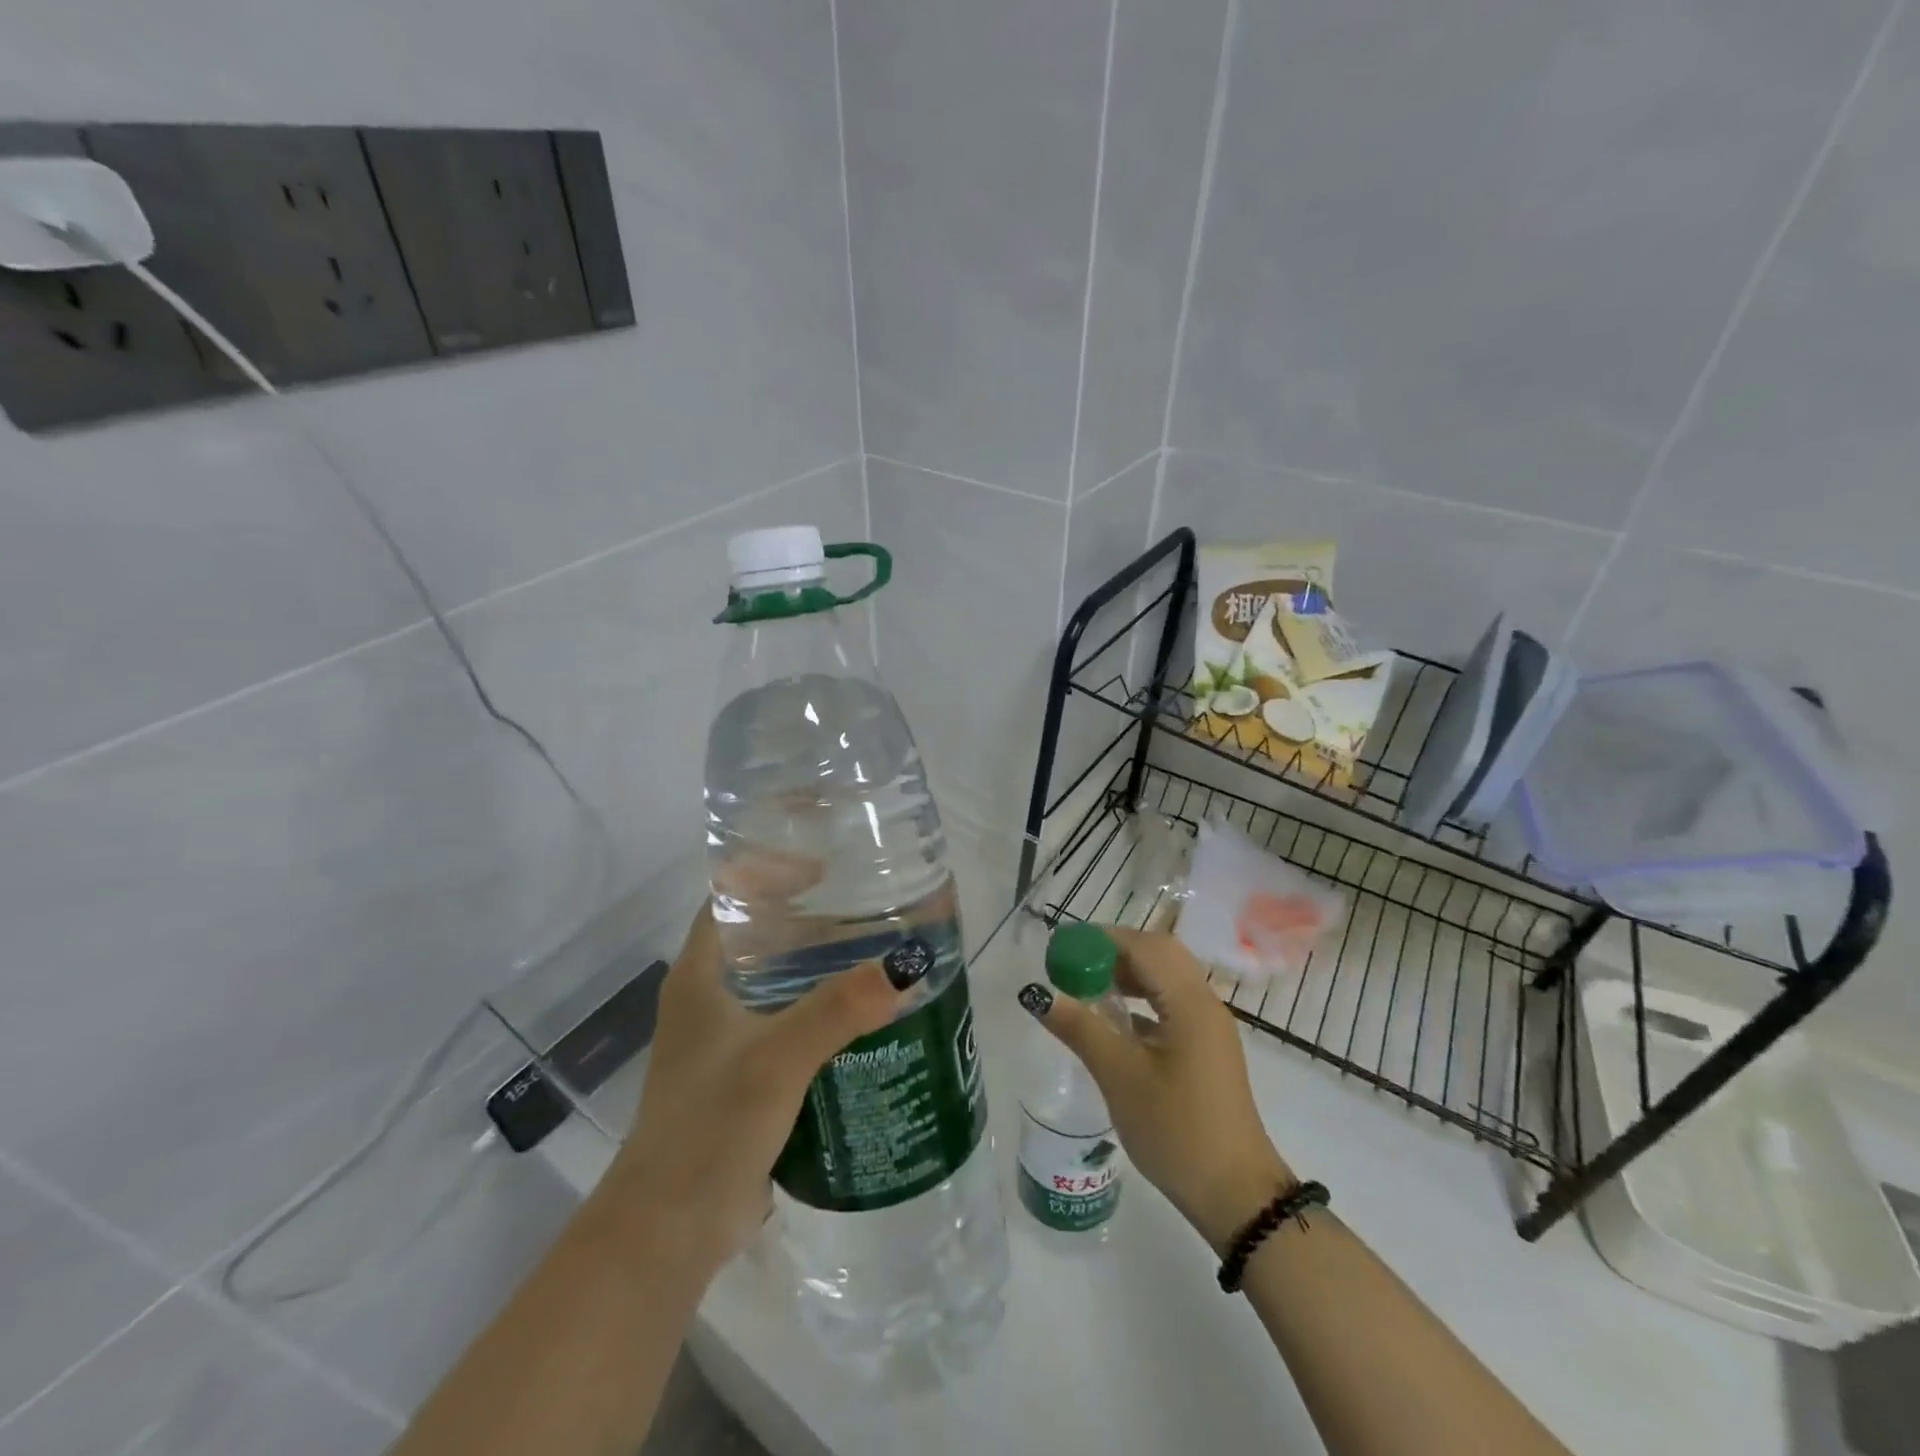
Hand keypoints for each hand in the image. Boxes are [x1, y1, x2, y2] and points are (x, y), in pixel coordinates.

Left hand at [604, 905, 903, 1269]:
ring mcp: (725, 1039)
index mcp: (699, 975)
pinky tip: (867, 1014)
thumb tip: (905, 967)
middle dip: (812, 918)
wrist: (669, 1232)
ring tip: (879, 953)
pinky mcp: (745, 1076)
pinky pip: (790, 1024)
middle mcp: (709, 997)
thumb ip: (836, 1011)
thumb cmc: (708, 1127)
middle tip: (872, 907)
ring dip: (822, 967)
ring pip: (779, 982)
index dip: (770, 871)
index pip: (730, 896)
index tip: (827, 867)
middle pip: (762, 936)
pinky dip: (824, 1011)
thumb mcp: (775, 1060)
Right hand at [1019, 925, 1292, 1251]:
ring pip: (1166, 978)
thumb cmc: (1176, 1131)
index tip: (1062, 948)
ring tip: (1086, 986)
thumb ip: (1080, 1029)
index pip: (1144, 947)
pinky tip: (1113, 1020)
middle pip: (1159, 954)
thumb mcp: (1120, 1078)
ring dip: (1128, 974)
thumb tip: (1038, 994)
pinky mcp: (1206, 1048)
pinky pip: (1171, 1004)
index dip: (1101, 939)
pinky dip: (1141, 999)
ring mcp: (1209, 1027)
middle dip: (1114, 951)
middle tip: (1073, 963)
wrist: (1236, 1196)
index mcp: (1189, 1002)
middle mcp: (1204, 1003)